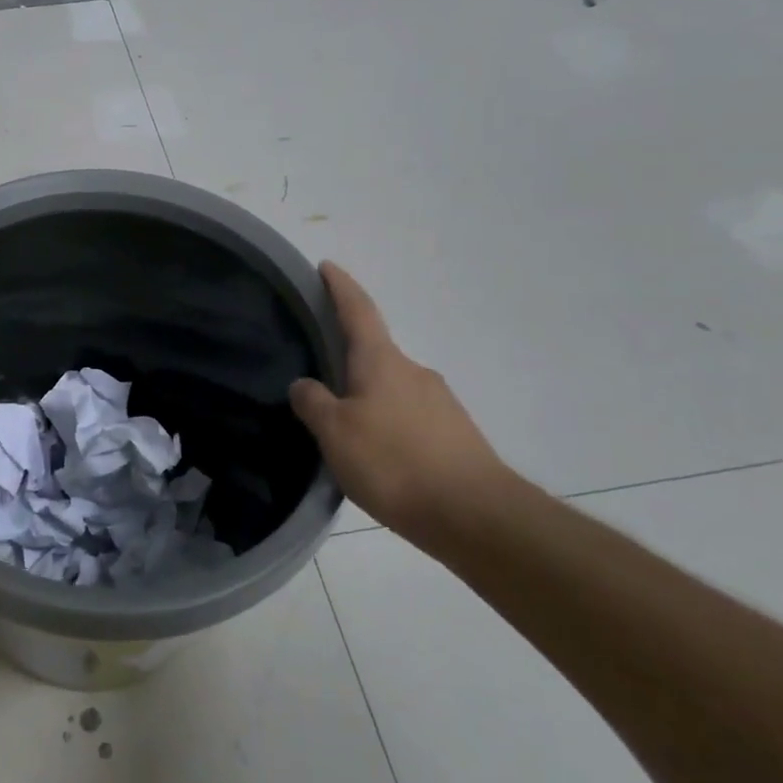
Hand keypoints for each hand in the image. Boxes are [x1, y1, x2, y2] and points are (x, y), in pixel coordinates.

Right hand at [290, 261, 513, 540]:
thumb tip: (305, 385)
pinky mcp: (455, 436)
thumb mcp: (335, 433)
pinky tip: (380, 458)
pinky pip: (410, 419)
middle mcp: (414, 372)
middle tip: (321, 381)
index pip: (357, 310)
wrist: (477, 516)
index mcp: (381, 361)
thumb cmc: (395, 463)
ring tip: (346, 432)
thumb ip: (313, 403)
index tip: (327, 266)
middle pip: (374, 354)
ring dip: (369, 399)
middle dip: (349, 360)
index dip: (340, 286)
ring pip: (392, 390)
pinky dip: (390, 427)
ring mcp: (440, 403)